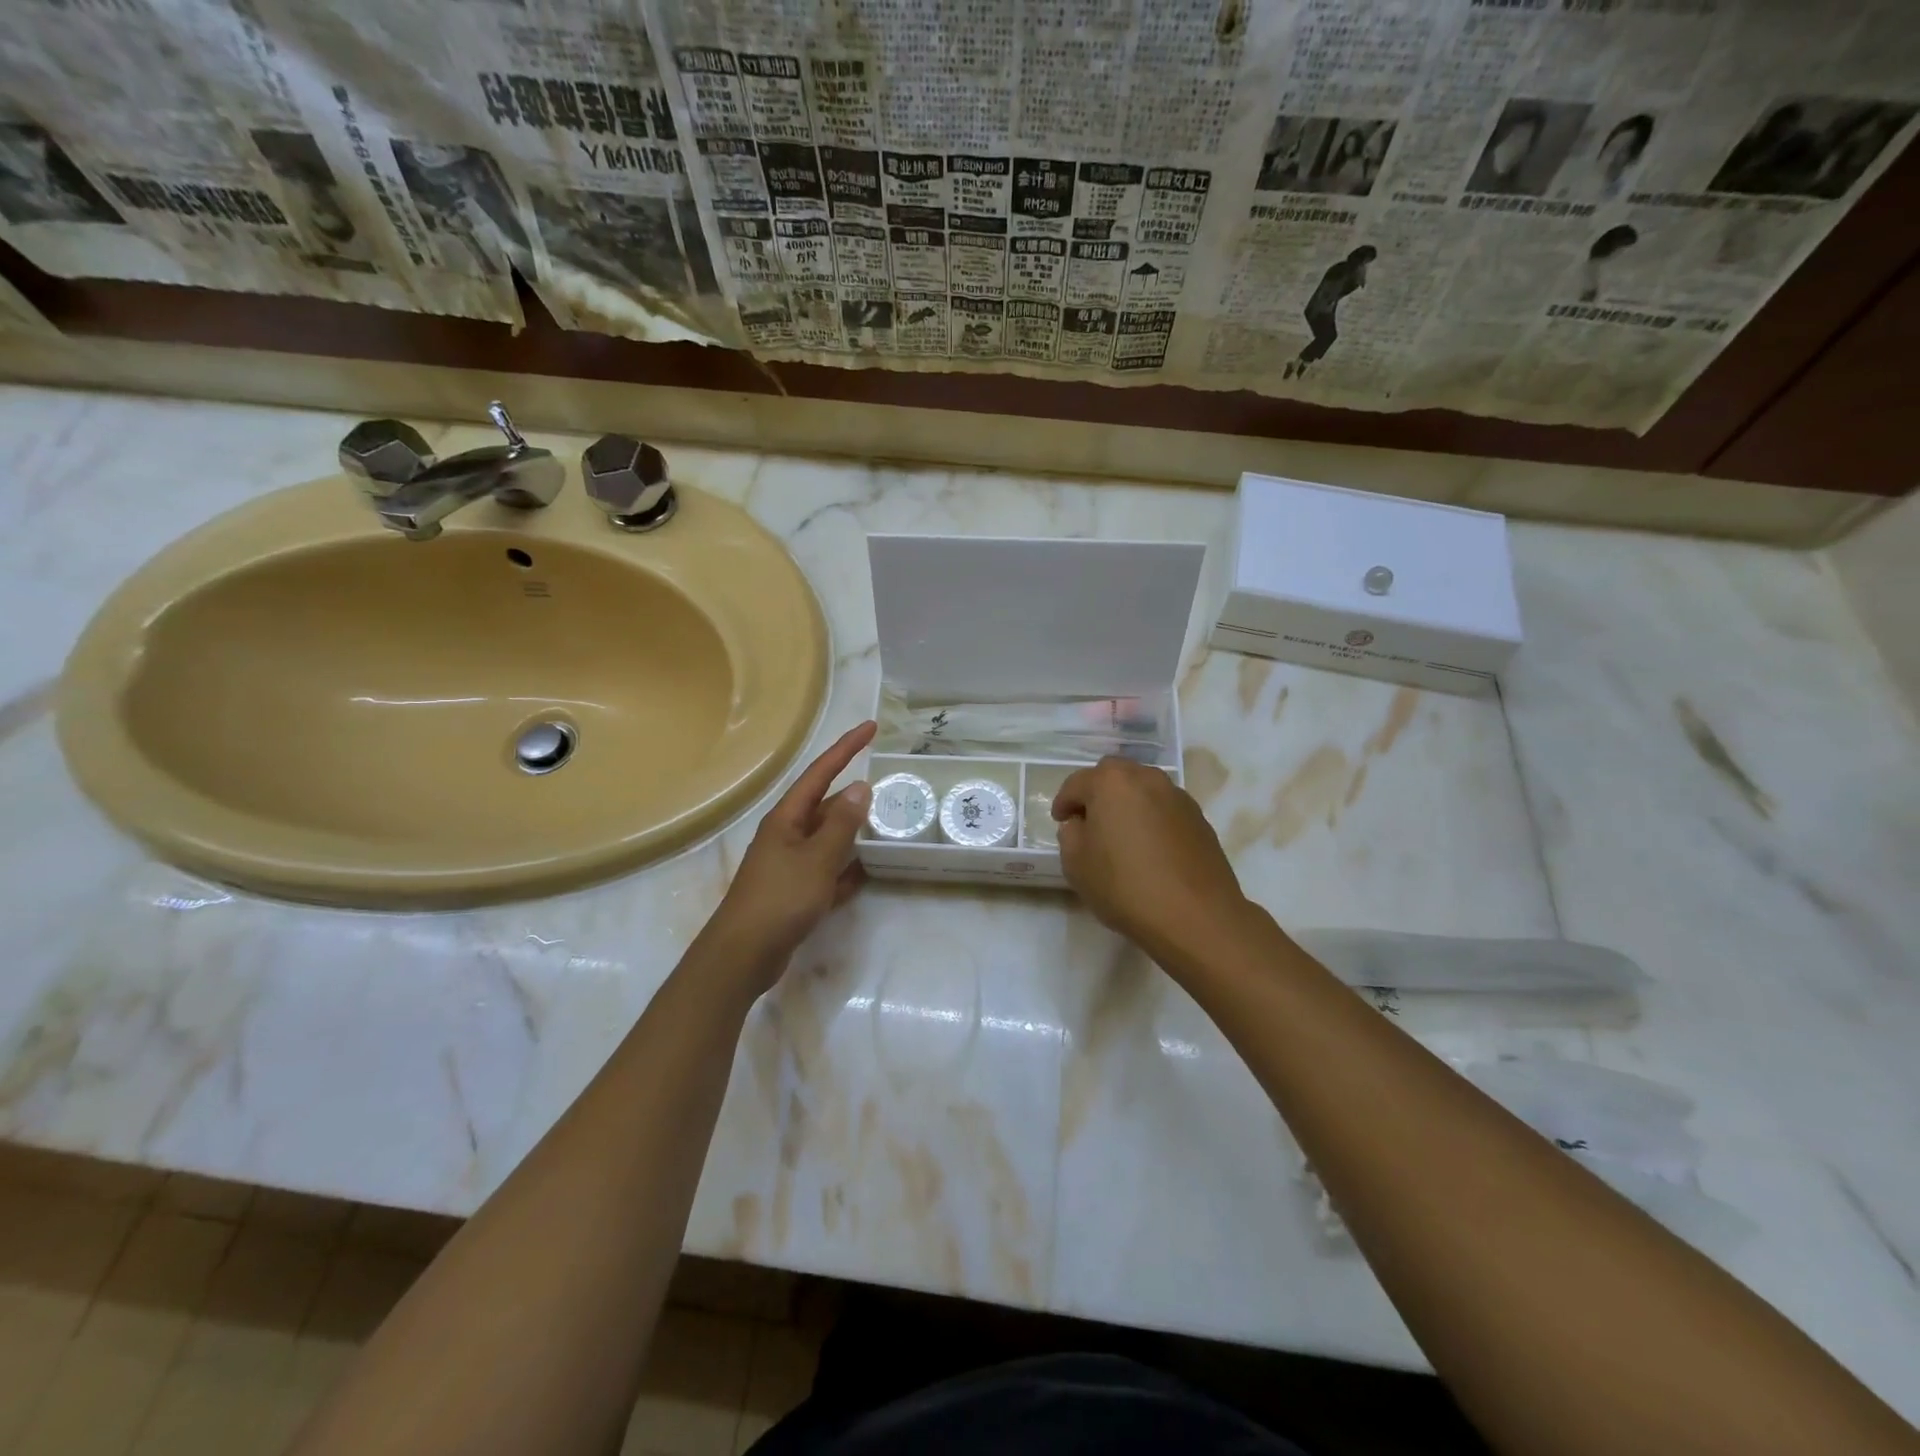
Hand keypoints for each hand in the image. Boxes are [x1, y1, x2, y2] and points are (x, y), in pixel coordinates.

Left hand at [702, 720, 875, 992]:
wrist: (743, 955)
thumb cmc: (779, 899)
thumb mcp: (817, 858)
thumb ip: (841, 824)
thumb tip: (860, 788)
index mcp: (787, 818)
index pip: (821, 772)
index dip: (846, 748)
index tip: (871, 727)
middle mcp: (787, 835)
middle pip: (825, 805)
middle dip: (854, 796)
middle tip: (888, 789)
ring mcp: (790, 865)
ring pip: (828, 839)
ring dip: (853, 833)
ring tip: (885, 827)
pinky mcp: (795, 892)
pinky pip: (827, 871)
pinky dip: (846, 869)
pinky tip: (867, 872)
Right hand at [1053, 756, 1253, 963]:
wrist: (1195, 916)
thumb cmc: (1124, 886)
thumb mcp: (1076, 864)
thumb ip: (1071, 835)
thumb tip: (1081, 824)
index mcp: (1111, 782)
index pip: (1077, 783)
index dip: (1064, 802)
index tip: (1060, 821)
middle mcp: (1146, 778)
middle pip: (1114, 775)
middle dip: (1097, 793)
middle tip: (1089, 821)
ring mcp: (1178, 797)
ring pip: (1143, 789)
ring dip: (1127, 803)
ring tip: (1121, 835)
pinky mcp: (1199, 819)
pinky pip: (1165, 809)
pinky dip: (1151, 819)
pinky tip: (1149, 848)